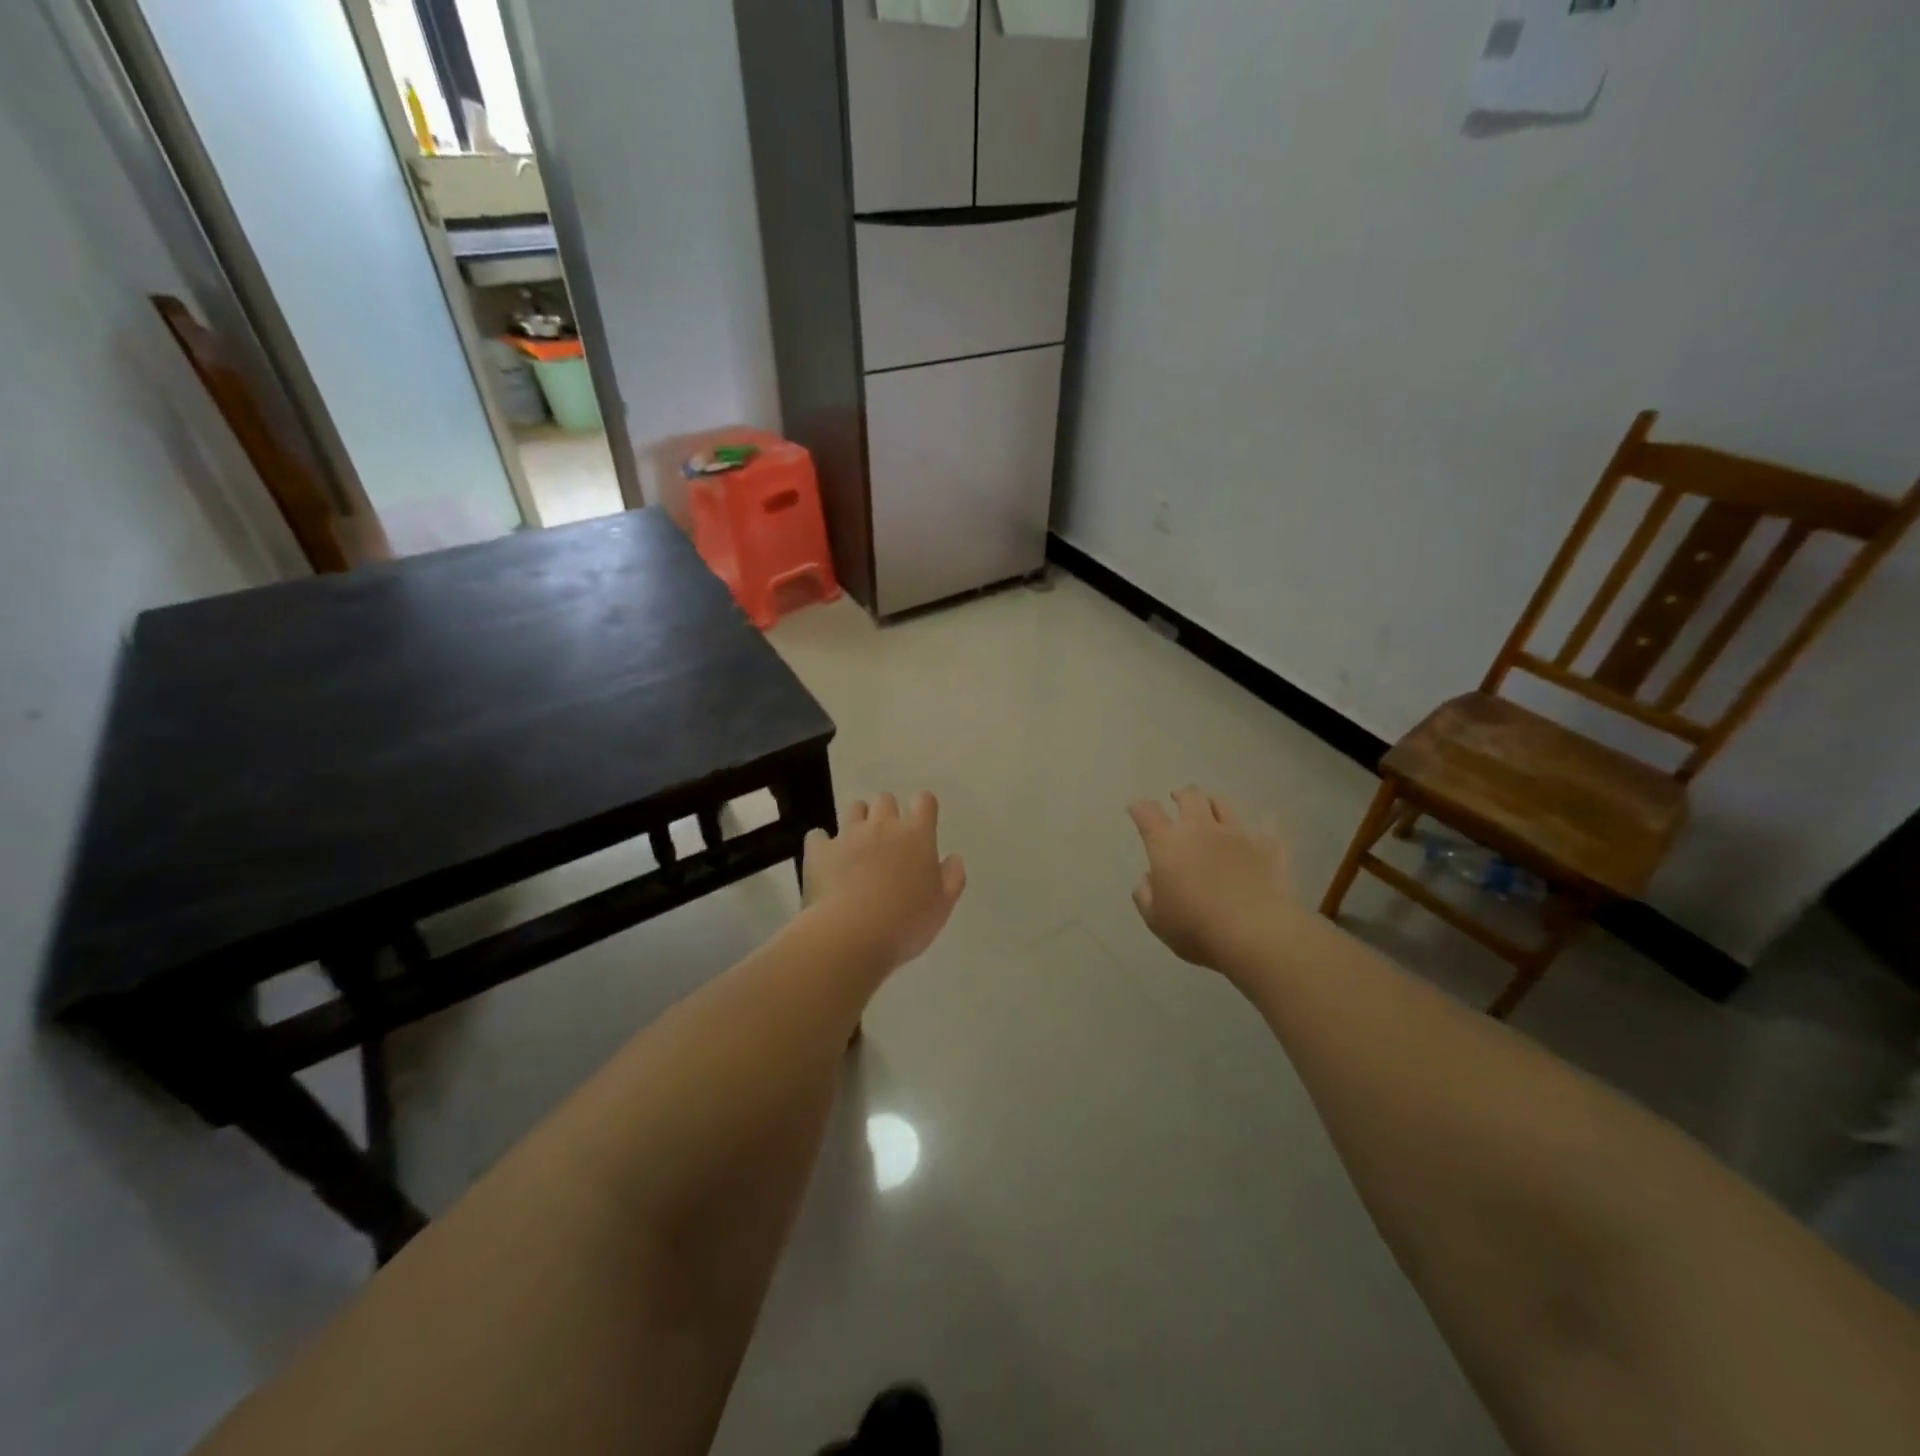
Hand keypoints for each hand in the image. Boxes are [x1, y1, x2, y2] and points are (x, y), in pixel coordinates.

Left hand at [802, 792, 966, 972]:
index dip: (923, 808)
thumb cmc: (905, 923)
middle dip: (887, 813)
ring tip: (858, 845)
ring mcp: (848, 835)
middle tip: (888, 841)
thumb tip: (952, 858)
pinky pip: (818, 835)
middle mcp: (883, 826)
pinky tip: (826, 859)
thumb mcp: (942, 906)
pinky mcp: (819, 850)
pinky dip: (822, 843)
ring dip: (858, 820)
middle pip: (885, 800)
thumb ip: (952, 877)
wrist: (850, 935)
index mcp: (916, 836)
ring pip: (854, 808)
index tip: (922, 825)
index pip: (924, 801)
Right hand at [1127, 787, 1290, 971]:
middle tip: (1177, 798)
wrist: (1256, 933)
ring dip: (1212, 803)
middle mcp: (1200, 829)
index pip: (1147, 812)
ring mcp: (1237, 833)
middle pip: (1189, 797)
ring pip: (1222, 804)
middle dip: (1180, 795)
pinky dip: (1253, 830)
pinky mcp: (1268, 845)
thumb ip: (1145, 895)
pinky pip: (1261, 827)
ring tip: (1211, 808)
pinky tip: (1254, 836)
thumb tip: (1149, 878)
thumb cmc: (1197, 929)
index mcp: (1167, 844)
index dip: (1139, 807)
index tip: (1136, 809)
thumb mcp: (1156, 920)